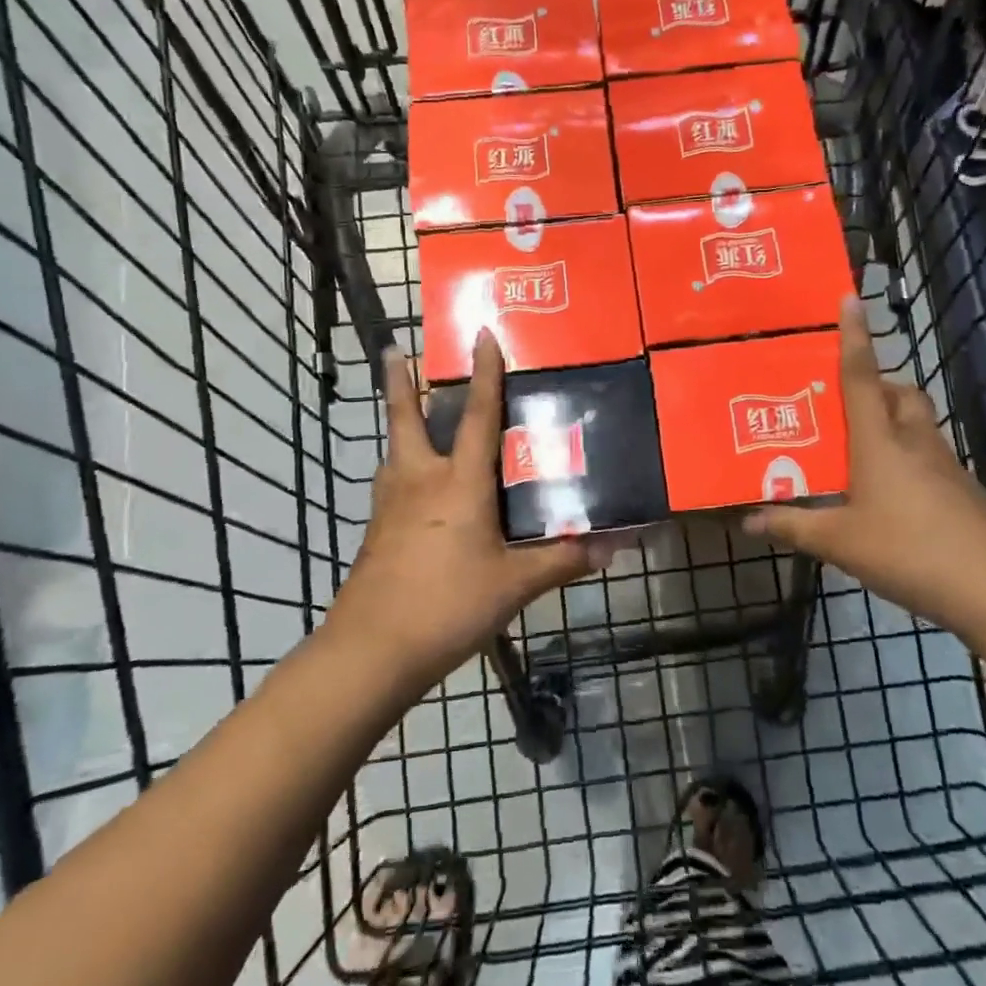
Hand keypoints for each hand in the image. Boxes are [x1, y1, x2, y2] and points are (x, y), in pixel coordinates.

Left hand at [325, 333, 590, 692]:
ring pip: (394, 451)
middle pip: (406, 419)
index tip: (481, 333)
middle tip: (394, 351)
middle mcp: (419, 480)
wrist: (371, 651)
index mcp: (458, 482)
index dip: (483, 374)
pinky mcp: (377, 532)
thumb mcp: (515, 585)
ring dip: (400, 426)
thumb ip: (563, 561)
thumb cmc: (448, 605)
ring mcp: (390, 505)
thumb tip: (613, 546)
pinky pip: (391, 485)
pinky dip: (401, 470)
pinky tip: (412, 489)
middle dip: (399, 382)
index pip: (476, 415)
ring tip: (410, 419)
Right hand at [746, 298, 985, 621]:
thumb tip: (748, 519)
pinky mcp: (962, 491)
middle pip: (898, 395)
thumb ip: (793, 526)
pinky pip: (926, 456)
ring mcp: (945, 465)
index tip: (849, 298)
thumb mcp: (840, 542)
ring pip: (915, 424)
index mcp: (879, 440)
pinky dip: (905, 458)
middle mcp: (914, 441)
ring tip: (856, 451)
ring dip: (890, 422)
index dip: (854, 336)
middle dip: (875, 386)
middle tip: (841, 405)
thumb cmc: (909, 550)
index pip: (862, 376)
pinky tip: (887, 495)